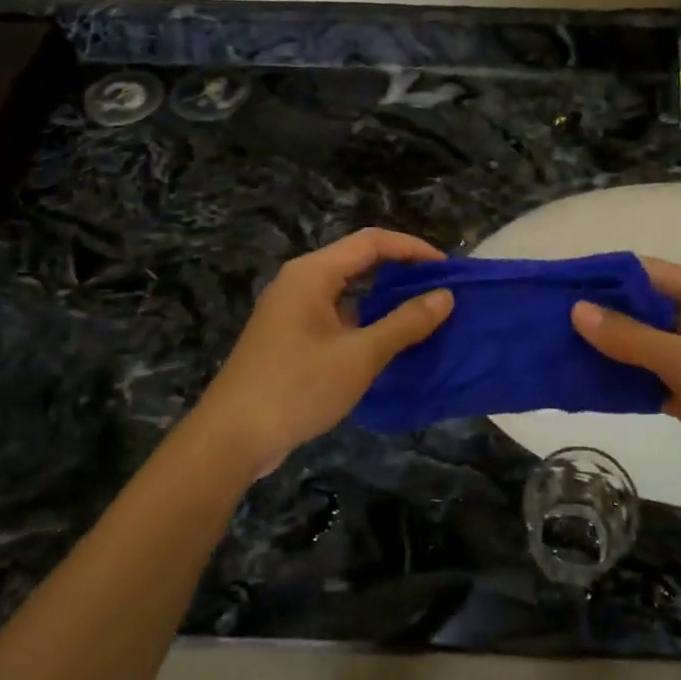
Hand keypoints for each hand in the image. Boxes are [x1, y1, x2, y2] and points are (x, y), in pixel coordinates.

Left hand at [189, 230, 453, 478]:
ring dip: (384, 297)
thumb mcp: (360, 356)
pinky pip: (336, 314)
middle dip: (401, 270)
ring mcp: (292, 310)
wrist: (232, 438)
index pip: (372, 242)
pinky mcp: (290, 336)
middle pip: (359, 260)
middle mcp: (300, 282)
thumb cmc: (298, 388)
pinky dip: (365, 319)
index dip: (413, 249)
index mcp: (313, 273)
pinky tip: (388, 341)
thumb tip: (446, 296)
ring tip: (423, 313)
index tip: (448, 269)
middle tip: (440, 290)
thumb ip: (405, 323)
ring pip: (347, 289)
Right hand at [571, 258, 680, 508]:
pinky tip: (584, 385)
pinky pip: (649, 377)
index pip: (644, 272)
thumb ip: (631, 336)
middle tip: (544, 323)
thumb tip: (577, 309)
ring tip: (553, 351)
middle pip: (639, 309)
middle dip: (596, 316)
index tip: (556, 286)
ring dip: (605, 350)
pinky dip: (622, 381)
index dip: (601, 277)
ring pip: (641, 346)